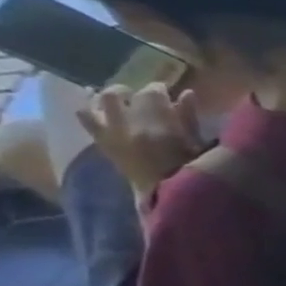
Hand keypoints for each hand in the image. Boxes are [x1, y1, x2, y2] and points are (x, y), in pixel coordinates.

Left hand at [77, 83, 203, 196]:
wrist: (168, 196)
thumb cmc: (192, 169)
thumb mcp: (198, 143)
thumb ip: (189, 117)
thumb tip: (187, 94)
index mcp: (156, 125)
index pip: (151, 93)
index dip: (159, 89)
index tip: (166, 91)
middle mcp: (127, 125)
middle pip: (116, 95)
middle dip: (128, 91)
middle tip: (139, 96)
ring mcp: (110, 134)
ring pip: (95, 104)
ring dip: (104, 99)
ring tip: (117, 102)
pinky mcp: (102, 143)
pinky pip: (87, 120)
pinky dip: (91, 112)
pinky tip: (99, 111)